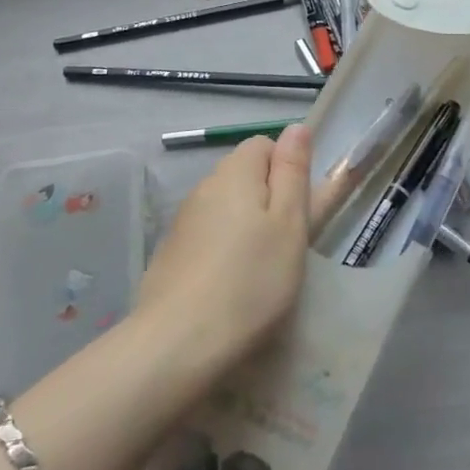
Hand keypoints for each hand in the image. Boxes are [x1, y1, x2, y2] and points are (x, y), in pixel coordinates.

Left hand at [137, 125, 311, 373]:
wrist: (178, 342)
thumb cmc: (251, 280)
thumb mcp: (289, 224)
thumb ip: (293, 171)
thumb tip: (295, 127)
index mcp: (235, 172)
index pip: (264, 145)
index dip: (287, 170)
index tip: (299, 210)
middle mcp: (204, 186)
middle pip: (244, 175)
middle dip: (268, 199)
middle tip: (286, 243)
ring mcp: (183, 220)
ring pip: (226, 207)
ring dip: (246, 225)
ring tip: (261, 269)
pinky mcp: (171, 252)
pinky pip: (207, 235)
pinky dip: (223, 250)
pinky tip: (230, 284)